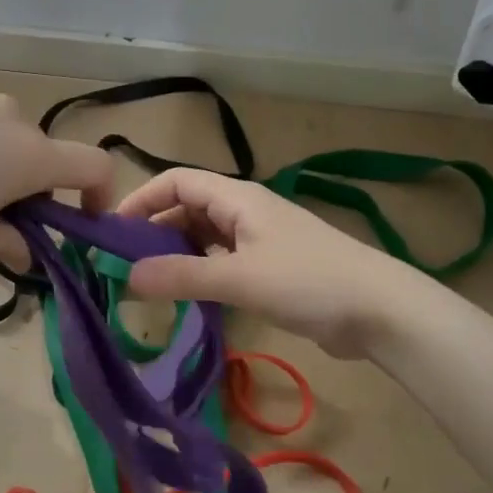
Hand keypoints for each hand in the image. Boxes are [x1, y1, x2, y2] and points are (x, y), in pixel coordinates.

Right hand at [115, 168, 422, 356]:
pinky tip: (187, 297)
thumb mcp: (239, 278)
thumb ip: (182, 276)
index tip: (112, 231)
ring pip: (204, 238)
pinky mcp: (271, 268)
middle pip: (187, 209)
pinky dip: (200, 272)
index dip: (141, 199)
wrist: (380, 310)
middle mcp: (245, 212)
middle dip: (153, 232)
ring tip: (147, 285)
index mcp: (237, 198)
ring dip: (176, 255)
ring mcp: (259, 240)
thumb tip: (126, 278)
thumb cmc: (308, 281)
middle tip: (123, 267)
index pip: (176, 182)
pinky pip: (222, 261)